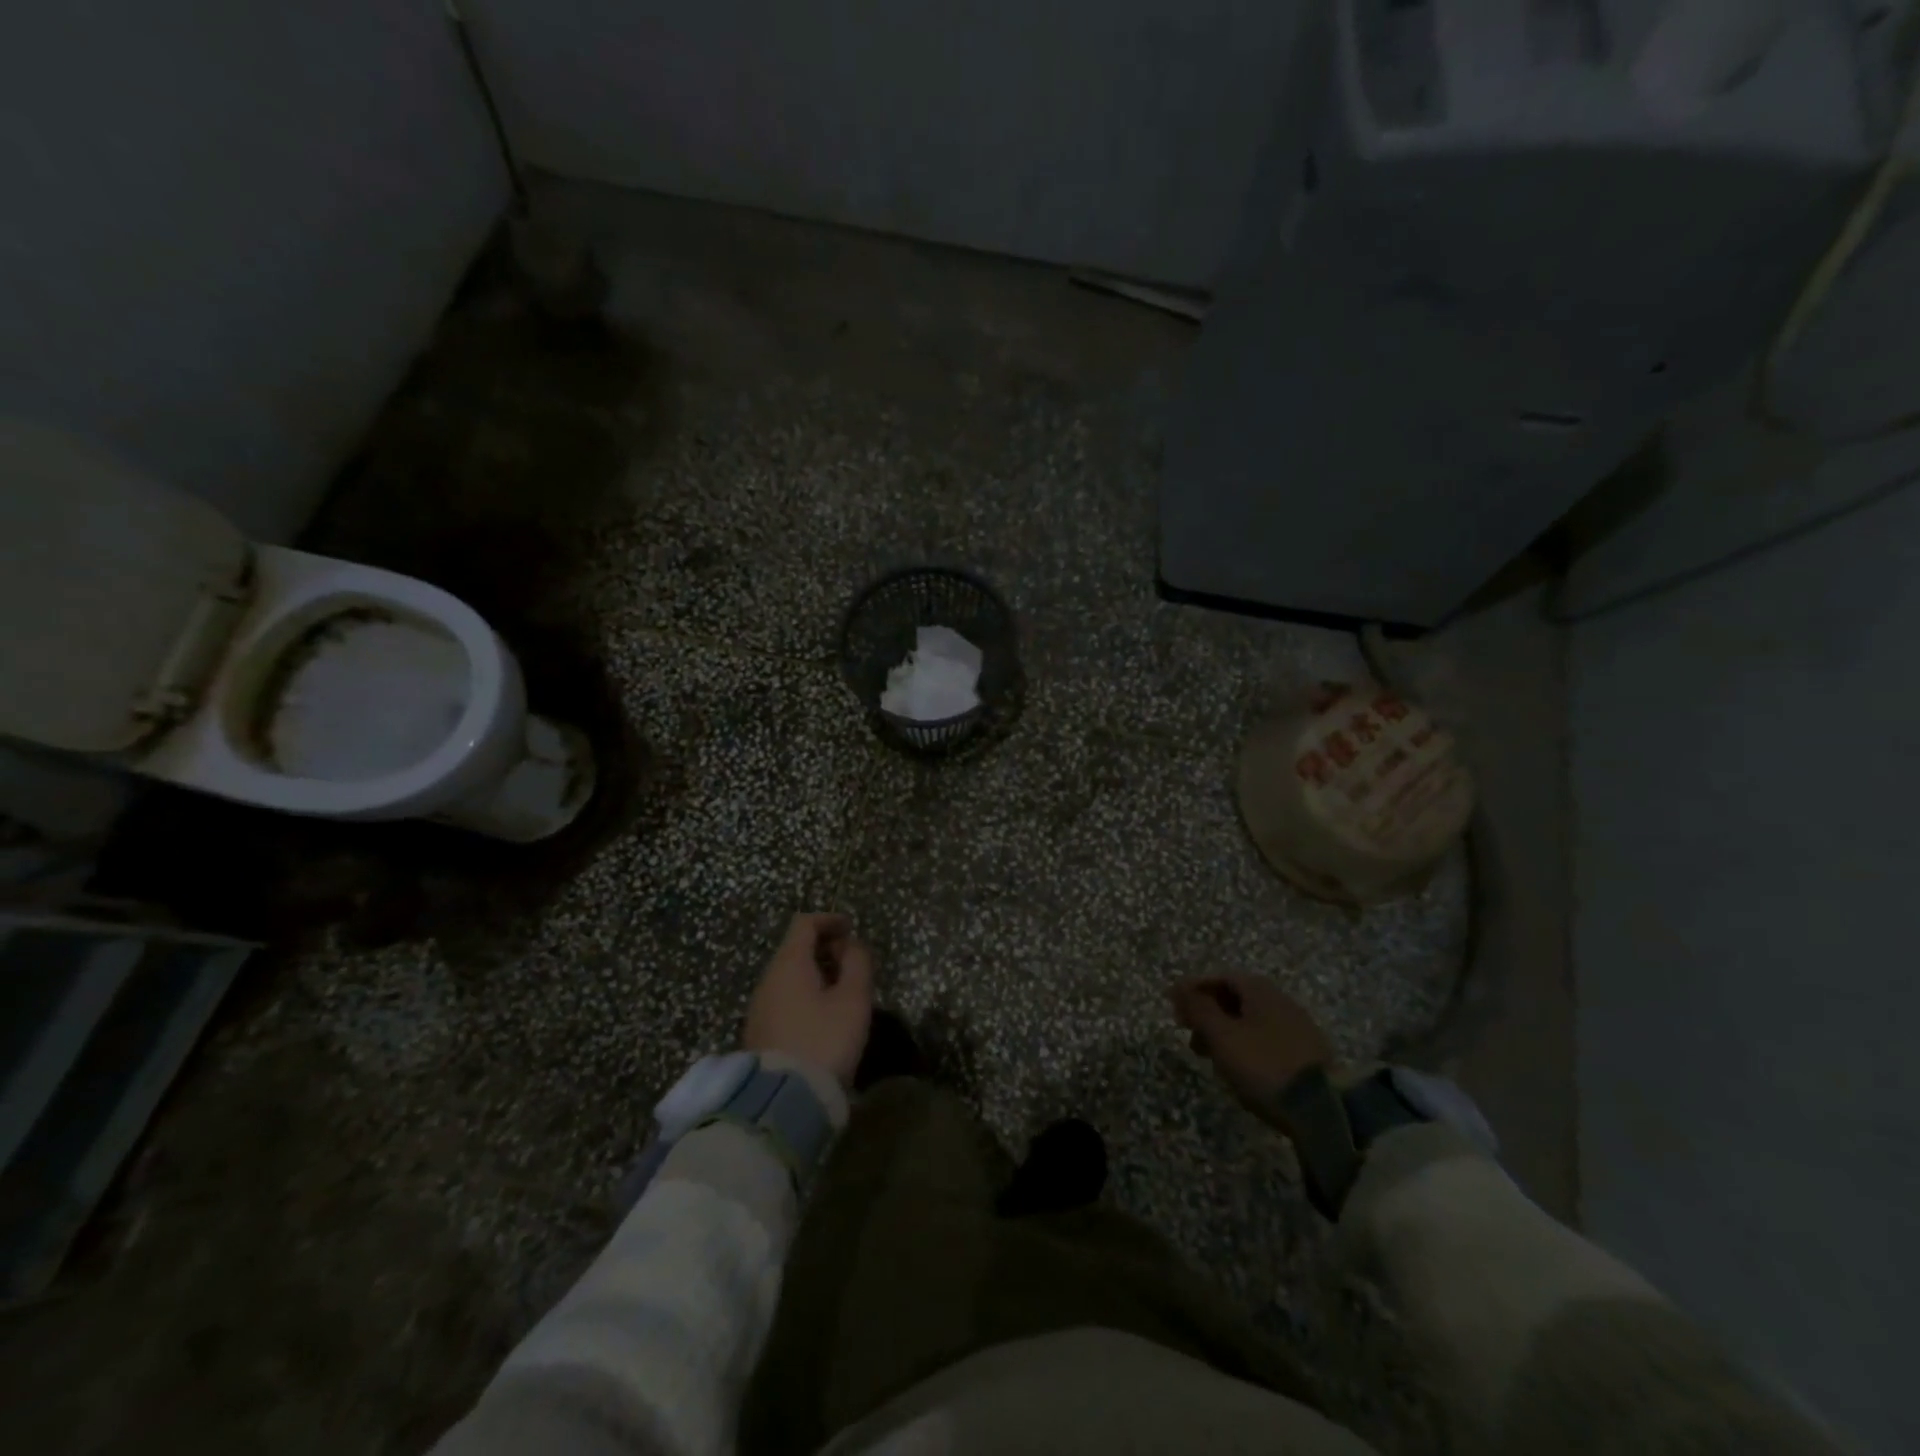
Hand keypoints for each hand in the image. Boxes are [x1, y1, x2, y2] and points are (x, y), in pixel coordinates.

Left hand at [744, 913, 874, 1085]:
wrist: (782, 1100)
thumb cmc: (824, 1041)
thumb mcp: (853, 1000)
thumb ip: (858, 963)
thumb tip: (852, 946)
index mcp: (789, 963)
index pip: (805, 924)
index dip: (829, 920)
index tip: (851, 929)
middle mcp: (768, 979)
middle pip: (795, 949)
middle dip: (824, 948)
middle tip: (852, 963)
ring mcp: (759, 1007)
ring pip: (789, 976)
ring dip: (815, 973)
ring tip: (842, 991)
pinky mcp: (758, 1033)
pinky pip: (783, 998)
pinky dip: (804, 994)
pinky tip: (823, 1016)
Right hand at [1170, 975, 1335, 1124]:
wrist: (1325, 1109)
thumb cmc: (1264, 1065)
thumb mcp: (1223, 1036)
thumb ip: (1198, 1009)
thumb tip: (1178, 986)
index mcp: (1259, 989)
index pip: (1219, 978)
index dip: (1192, 990)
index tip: (1172, 1008)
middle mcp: (1280, 999)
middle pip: (1235, 997)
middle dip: (1207, 1012)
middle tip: (1188, 1035)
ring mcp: (1297, 1026)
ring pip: (1250, 1020)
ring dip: (1224, 1031)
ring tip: (1211, 1057)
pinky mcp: (1307, 1053)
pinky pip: (1266, 1038)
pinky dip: (1245, 1045)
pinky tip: (1240, 1068)